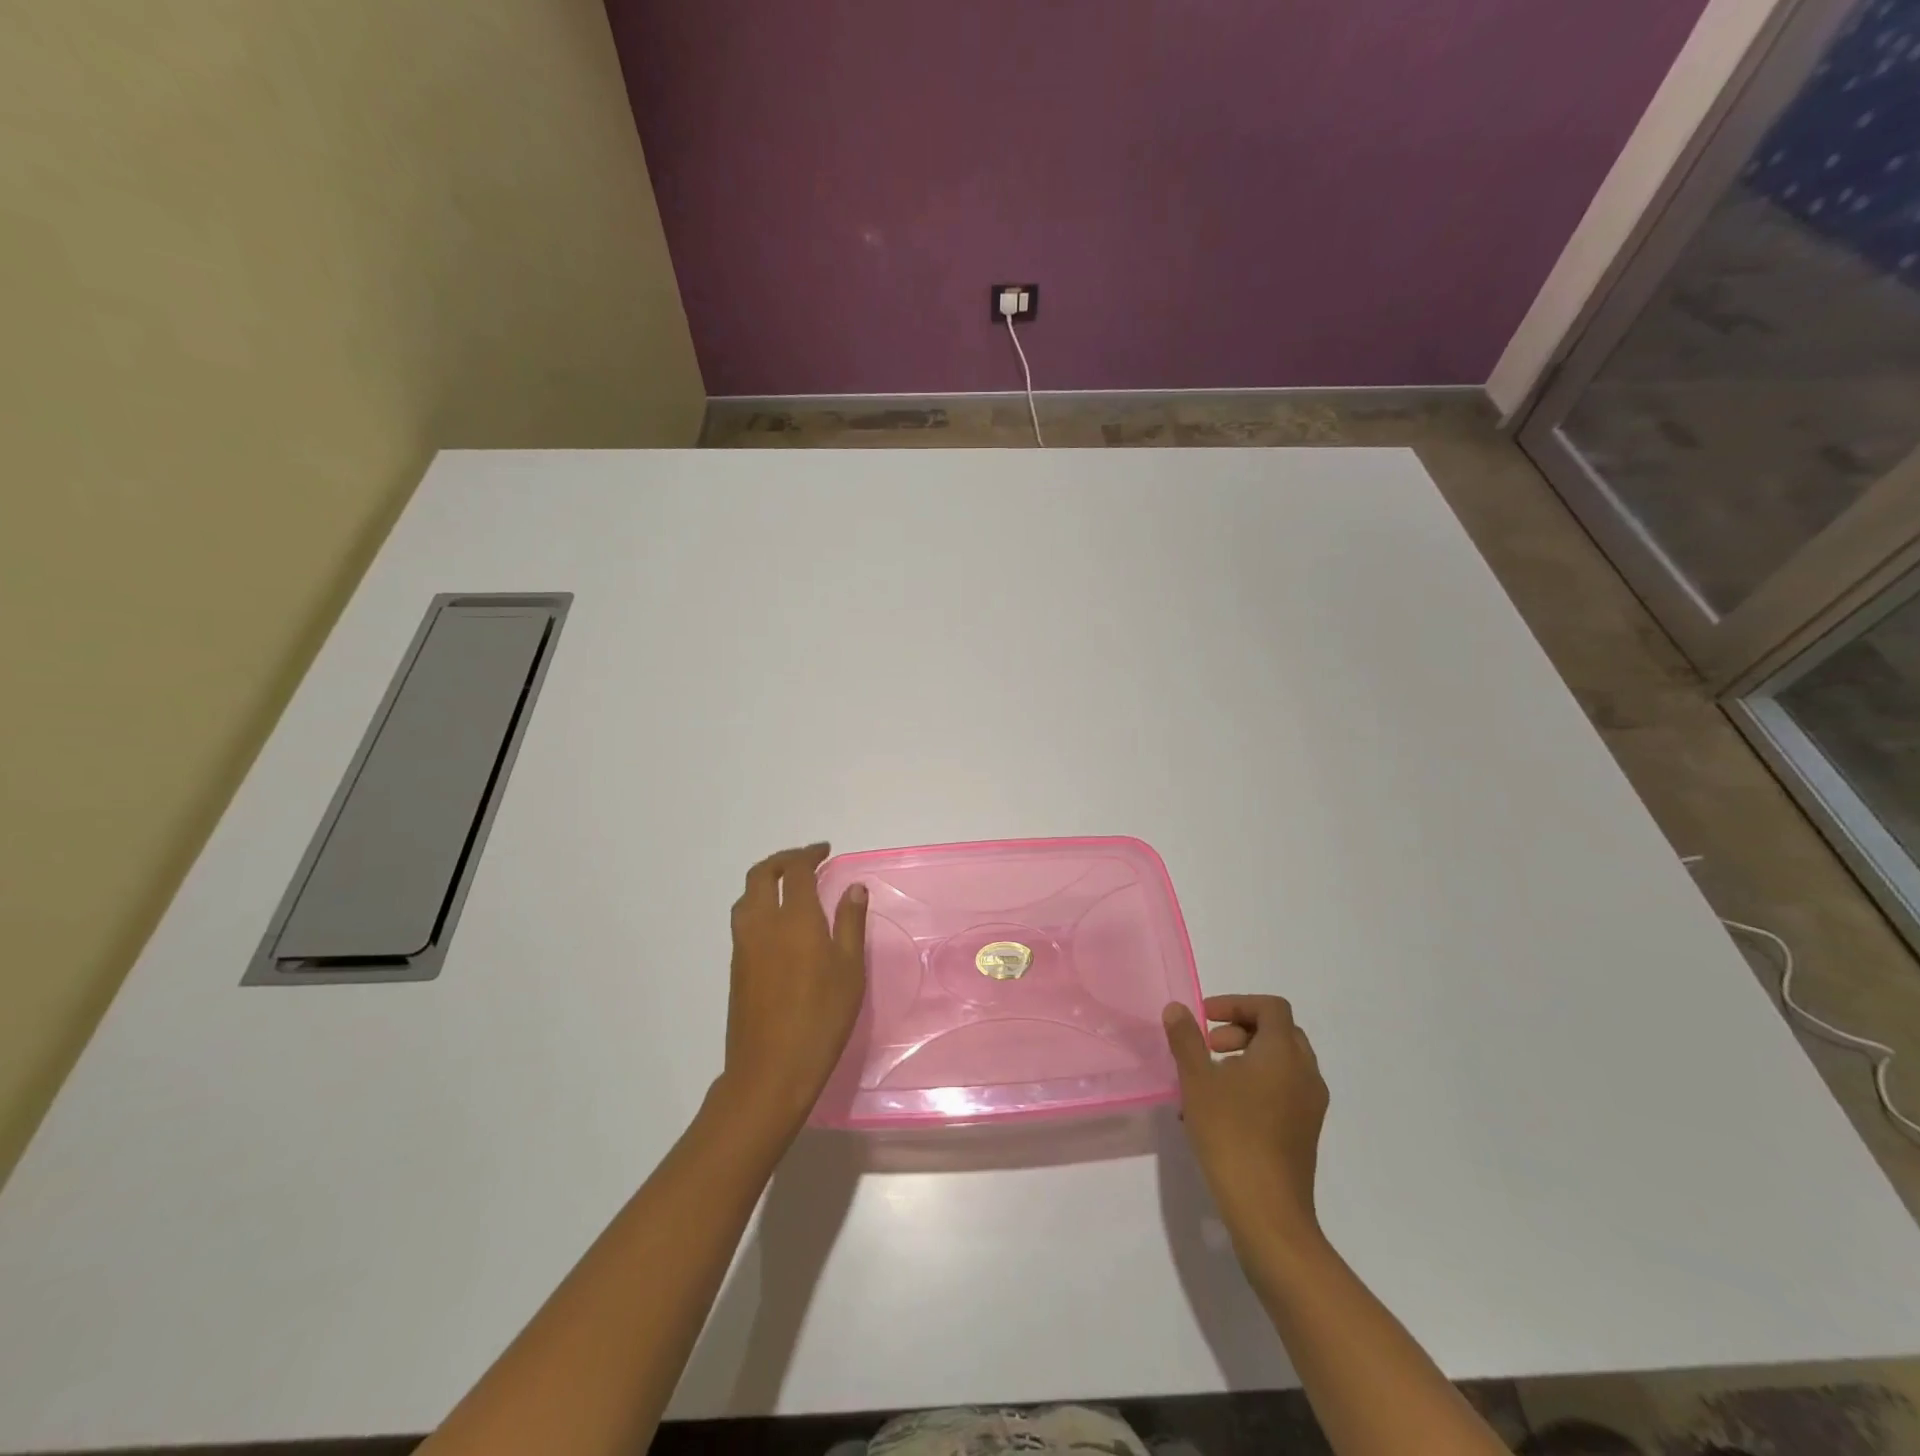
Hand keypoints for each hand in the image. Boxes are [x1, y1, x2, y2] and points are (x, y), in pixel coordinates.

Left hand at [719, 844, 867, 1133]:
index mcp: (795, 919)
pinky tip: (778, 924)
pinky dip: (758, 905)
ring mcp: (743, 945)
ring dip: (765, 881)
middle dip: (782, 860)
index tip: (824, 852)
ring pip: (746, 897)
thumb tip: (853, 888)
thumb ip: (850, 923)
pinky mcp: (735, 967)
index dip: (809, 854)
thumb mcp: (850, 970)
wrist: (770, 1070)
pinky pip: (743, 919)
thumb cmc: (821, 1019)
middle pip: (761, 874)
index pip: (796, 870)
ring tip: (790, 889)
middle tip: (805, 861)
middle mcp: (762, 924)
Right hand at [1164, 995, 1328, 1249]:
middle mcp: (1305, 1073)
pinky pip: (1285, 1089)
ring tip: (1212, 1078)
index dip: (1236, 1003)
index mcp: (1284, 1053)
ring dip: (1249, 1056)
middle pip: (1279, 1031)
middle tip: (1209, 1045)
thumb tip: (1177, 1009)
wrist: (1267, 1212)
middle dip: (1242, 1028)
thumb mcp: (1197, 1080)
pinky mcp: (1306, 1131)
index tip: (1205, 1018)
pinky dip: (1258, 1082)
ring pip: (1283, 1062)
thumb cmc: (1231, 1135)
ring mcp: (1311, 1105)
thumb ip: (1186, 1039)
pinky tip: (1224, 1108)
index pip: (1271, 1007)